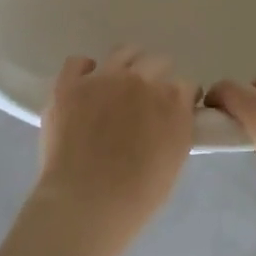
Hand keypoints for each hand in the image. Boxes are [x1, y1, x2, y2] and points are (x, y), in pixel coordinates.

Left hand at [32, 49, 197, 249]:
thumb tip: (171, 116)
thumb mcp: (174, 159)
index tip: (175, 110)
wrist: (86, 202)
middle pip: (157, 62)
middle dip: (157, 78)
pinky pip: (78, 62)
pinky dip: (84, 70)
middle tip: (146, 102)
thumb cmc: (137, 194)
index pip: (186, 86)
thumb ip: (177, 128)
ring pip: (123, 52)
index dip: (181, 99)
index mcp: (171, 100)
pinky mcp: (69, 85)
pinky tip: (86, 84)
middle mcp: (140, 80)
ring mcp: (102, 78)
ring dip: (127, 65)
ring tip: (119, 83)